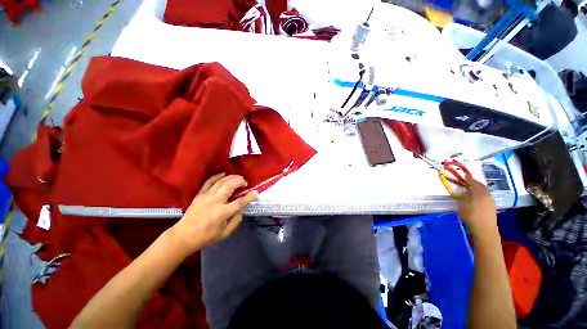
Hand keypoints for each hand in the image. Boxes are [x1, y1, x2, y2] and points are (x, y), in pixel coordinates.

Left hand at [170, 173, 257, 254]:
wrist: (183, 236)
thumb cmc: (206, 237)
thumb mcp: (224, 234)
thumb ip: (236, 221)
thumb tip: (242, 209)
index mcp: (222, 213)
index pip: (239, 202)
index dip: (249, 196)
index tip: (255, 192)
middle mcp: (215, 202)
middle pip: (230, 186)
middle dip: (240, 181)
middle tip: (245, 182)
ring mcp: (206, 196)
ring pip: (221, 182)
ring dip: (231, 177)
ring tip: (238, 178)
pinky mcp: (200, 195)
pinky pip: (208, 182)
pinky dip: (217, 176)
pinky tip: (224, 174)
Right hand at [458, 174, 497, 238]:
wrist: (485, 230)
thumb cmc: (471, 216)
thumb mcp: (463, 205)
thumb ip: (464, 196)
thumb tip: (465, 190)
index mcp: (479, 193)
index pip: (474, 183)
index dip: (469, 178)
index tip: (465, 174)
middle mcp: (487, 195)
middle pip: (482, 186)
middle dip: (475, 182)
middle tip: (469, 180)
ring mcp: (491, 201)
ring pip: (485, 191)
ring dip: (479, 188)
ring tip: (472, 188)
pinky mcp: (492, 207)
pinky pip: (486, 196)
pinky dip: (481, 193)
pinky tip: (477, 196)